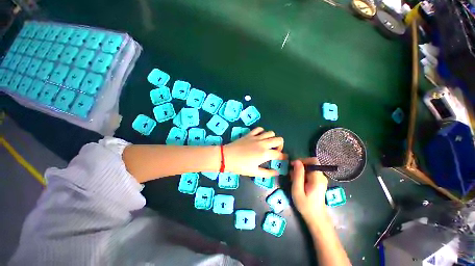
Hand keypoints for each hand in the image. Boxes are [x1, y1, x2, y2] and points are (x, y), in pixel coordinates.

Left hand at [224, 127, 285, 176]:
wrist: (227, 157)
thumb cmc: (240, 166)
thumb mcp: (254, 172)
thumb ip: (267, 173)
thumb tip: (276, 172)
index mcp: (265, 154)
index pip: (279, 154)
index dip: (283, 157)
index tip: (283, 158)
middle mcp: (263, 143)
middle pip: (278, 139)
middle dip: (281, 145)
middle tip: (276, 151)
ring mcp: (256, 137)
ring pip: (270, 132)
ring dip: (272, 138)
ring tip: (268, 144)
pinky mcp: (250, 134)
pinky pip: (259, 129)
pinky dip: (262, 131)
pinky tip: (260, 136)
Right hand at [291, 158, 328, 223]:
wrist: (315, 217)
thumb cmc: (305, 205)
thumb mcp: (297, 190)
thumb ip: (297, 175)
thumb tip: (297, 161)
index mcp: (318, 178)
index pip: (313, 161)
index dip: (303, 160)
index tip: (293, 165)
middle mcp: (321, 176)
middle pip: (310, 164)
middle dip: (299, 166)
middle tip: (291, 174)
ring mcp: (321, 179)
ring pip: (309, 168)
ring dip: (300, 171)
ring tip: (293, 179)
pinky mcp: (318, 182)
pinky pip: (310, 173)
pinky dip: (302, 175)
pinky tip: (298, 182)